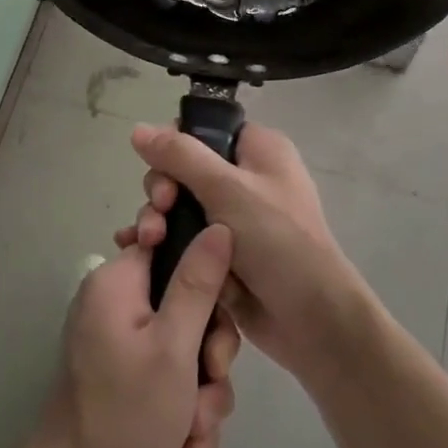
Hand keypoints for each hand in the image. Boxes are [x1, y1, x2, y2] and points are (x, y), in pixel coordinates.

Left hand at [24, 227, 242, 447]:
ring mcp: (119, 342)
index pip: (171, 244)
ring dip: (202, 390)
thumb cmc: (127, 414)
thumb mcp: (174, 346)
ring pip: (185, 346)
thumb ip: (198, 283)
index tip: (218, 312)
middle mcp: (115, 304)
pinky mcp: (124, 376)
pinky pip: (170, 375)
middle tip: (211, 382)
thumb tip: (219, 225)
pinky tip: (189, 446)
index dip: (205, 273)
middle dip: (209, 352)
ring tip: (197, 431)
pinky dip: (184, 407)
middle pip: (186, 302)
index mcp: (117, 282)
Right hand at [117, 122, 365, 381]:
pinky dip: (162, 243)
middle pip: (183, 169)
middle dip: (162, 189)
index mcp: (258, 151)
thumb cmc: (276, 240)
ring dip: (157, 220)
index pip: (204, 130)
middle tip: (160, 208)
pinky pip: (182, 238)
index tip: (162, 168)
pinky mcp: (221, 253)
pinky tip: (136, 251)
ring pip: (178, 206)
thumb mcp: (226, 188)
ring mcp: (233, 218)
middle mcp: (245, 178)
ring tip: (149, 242)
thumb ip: (180, 156)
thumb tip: (138, 128)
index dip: (175, 145)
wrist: (310, 318)